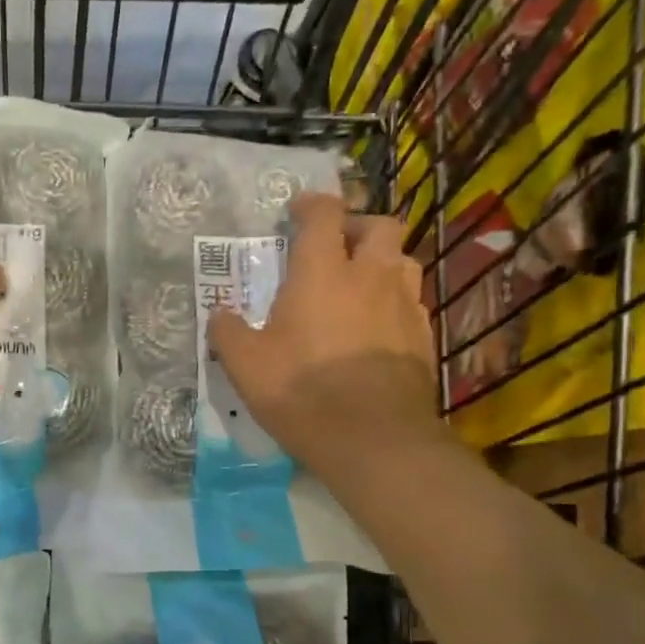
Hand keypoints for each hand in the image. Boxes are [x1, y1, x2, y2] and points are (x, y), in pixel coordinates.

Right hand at [209, 194, 439, 469]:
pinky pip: (412, 301)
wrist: (374, 439)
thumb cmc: (302, 392)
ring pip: (403, 260)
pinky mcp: (424, 337)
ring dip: (381, 261)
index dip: (310, 204)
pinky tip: (376, 327)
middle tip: (335, 247)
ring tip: (358, 285)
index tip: (296, 211)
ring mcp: (404, 305)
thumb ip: (228, 333)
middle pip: (380, 226)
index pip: (324, 215)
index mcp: (323, 273)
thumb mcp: (246, 366)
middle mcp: (371, 277)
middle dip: (357, 226)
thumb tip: (220, 316)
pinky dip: (393, 300)